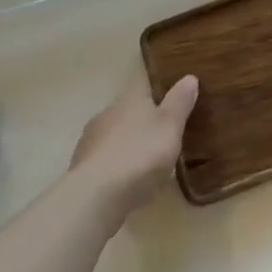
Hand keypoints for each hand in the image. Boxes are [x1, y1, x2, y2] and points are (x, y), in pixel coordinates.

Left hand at [70, 74, 199, 219]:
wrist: (97, 195)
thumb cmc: (141, 153)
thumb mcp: (170, 126)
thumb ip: (179, 102)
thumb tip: (189, 77)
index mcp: (129, 99)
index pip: (144, 86)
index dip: (158, 93)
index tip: (171, 101)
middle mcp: (107, 113)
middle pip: (128, 112)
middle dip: (143, 122)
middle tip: (164, 136)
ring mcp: (90, 141)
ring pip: (114, 136)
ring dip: (128, 145)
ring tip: (148, 163)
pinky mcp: (82, 168)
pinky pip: (105, 161)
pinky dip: (116, 167)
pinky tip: (128, 182)